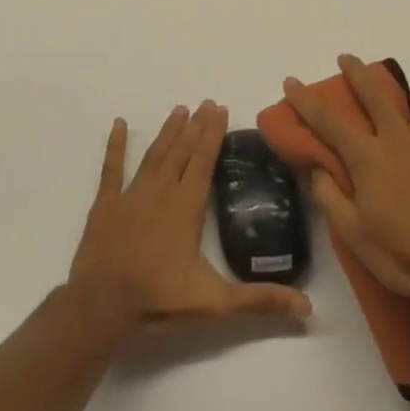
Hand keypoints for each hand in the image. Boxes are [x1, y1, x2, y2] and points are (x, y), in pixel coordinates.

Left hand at [68, 102, 310, 343]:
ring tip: (179, 110)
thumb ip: (260, 301)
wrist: (101, 308)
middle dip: (196, 126)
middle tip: (206, 103)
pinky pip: (112, 168)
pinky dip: (115, 145)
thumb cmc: (159, 300)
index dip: (213, 133)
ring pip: (154, 155)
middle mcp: (161, 191)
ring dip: (168, 132)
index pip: (204, 160)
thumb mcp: (215, 303)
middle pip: (182, 151)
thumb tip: (308, 306)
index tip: (220, 109)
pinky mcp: (106, 204)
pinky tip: (117, 124)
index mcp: (187, 206)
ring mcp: (131, 194)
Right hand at [283, 55, 409, 308]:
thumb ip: (330, 197)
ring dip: (409, 96)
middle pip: (376, 93)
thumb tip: (316, 169)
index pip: (329, 120)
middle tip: (347, 59)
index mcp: (369, 157)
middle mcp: (400, 141)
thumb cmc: (403, 255)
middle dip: (358, 72)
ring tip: (404, 103)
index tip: (291, 81)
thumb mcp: (353, 234)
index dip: (306, 100)